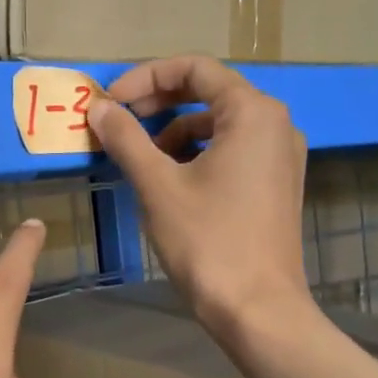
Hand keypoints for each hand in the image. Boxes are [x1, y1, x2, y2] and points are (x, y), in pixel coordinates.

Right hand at [89, 55, 309, 334]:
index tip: (110, 102)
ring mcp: (280, 156)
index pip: (195, 69)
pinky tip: (167, 179)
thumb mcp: (158, 185)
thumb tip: (98, 108)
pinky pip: (231, 150)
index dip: (146, 77)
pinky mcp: (275, 184)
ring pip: (218, 124)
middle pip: (209, 91)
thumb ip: (126, 138)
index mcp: (253, 113)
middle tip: (118, 121)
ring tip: (137, 156)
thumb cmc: (208, 240)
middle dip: (158, 101)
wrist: (257, 309)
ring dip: (173, 130)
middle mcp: (275, 125)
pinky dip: (195, 153)